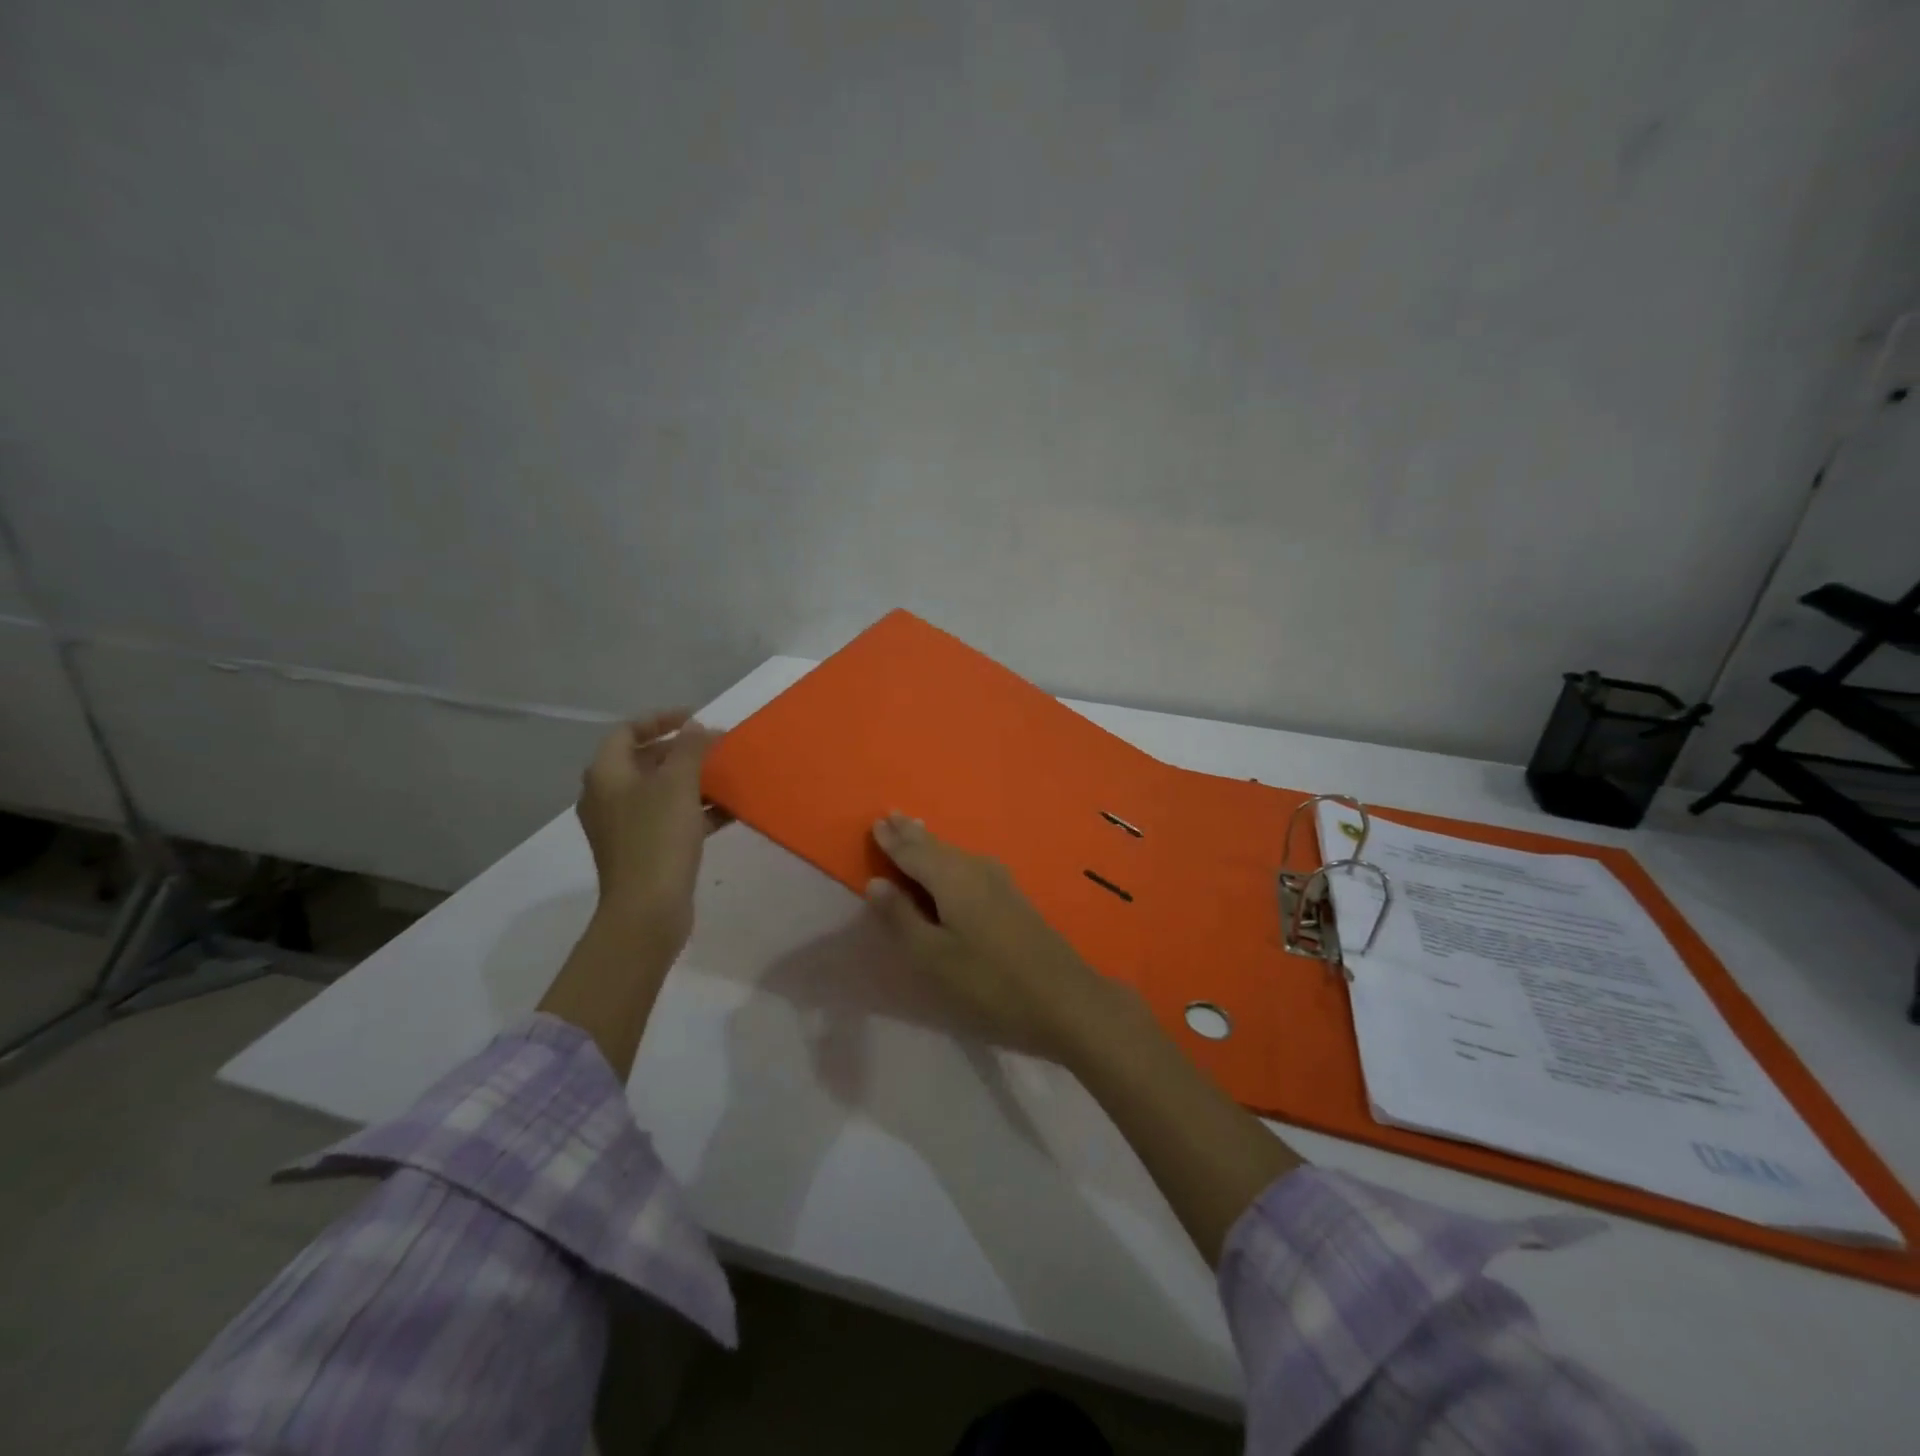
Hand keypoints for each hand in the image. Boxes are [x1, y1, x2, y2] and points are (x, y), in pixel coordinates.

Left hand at [576, 710, 723, 956]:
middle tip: (715, 747)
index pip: (627, 731)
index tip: (696, 718)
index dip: (660, 719)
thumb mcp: (677, 784)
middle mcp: (608, 796)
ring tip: (726, 776)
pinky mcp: (643, 850)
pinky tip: (728, 812)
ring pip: (660, 791)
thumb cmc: (657, 838)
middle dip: (681, 751)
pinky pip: (669, 818)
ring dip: (692, 780)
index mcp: (606, 774)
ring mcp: (624, 826)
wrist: (646, 910)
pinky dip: (695, 809)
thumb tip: (696, 728)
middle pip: (644, 760)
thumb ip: (689, 749)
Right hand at [864, 813, 1120, 1057]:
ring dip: (931, 843)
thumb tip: (876, 882)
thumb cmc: (988, 980)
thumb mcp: (933, 956)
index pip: (913, 851)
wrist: (1063, 997)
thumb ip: (901, 917)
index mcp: (952, 877)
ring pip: (954, 853)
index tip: (875, 822)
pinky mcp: (1012, 896)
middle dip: (912, 833)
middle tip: (891, 816)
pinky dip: (950, 857)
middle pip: (936, 846)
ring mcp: (999, 881)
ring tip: (914, 829)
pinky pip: (969, 864)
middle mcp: (975, 868)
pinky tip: (952, 861)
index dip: (892, 840)